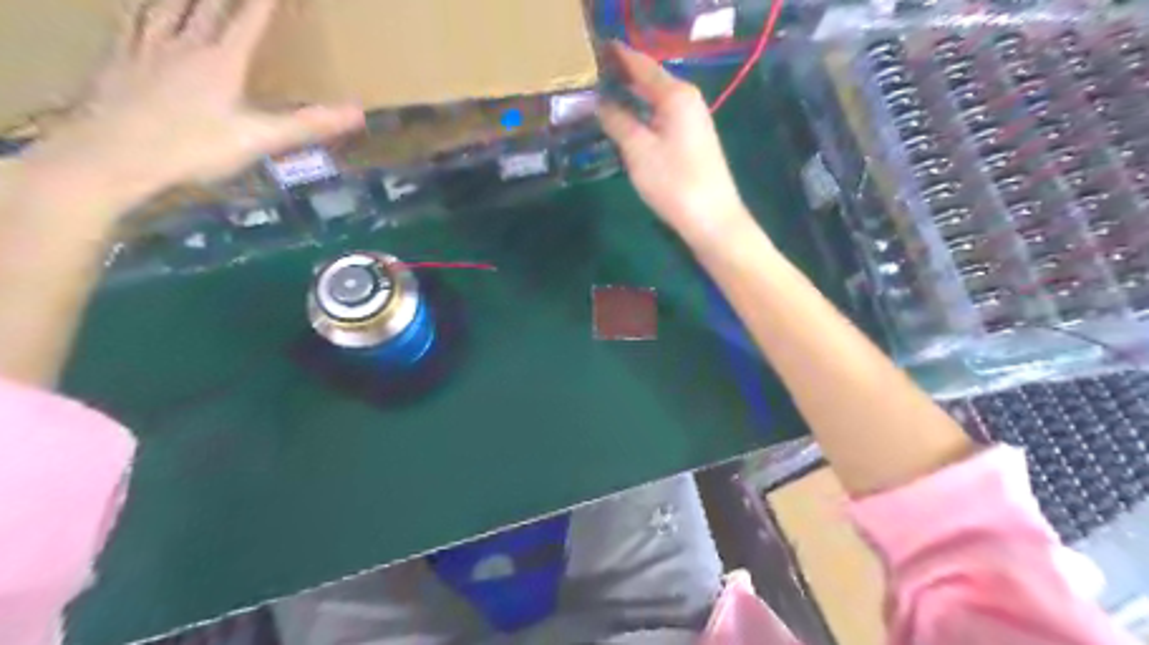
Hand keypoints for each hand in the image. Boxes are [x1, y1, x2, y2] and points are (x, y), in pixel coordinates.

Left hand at [20, 0, 362, 210]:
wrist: (111, 155)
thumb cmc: (193, 148)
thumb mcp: (259, 139)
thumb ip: (308, 124)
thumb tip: (358, 112)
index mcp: (221, 60)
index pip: (249, 19)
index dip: (265, 2)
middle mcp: (183, 43)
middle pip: (206, 4)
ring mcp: (145, 47)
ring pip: (167, 6)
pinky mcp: (117, 58)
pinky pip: (131, 20)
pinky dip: (143, 7)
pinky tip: (142, 8)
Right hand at [597, 44, 751, 243]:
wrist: (712, 219)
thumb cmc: (674, 182)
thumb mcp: (639, 150)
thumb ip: (618, 122)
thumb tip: (600, 102)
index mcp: (676, 95)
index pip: (642, 64)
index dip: (618, 56)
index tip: (594, 50)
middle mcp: (687, 101)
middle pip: (650, 81)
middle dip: (622, 77)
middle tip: (590, 76)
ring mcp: (691, 122)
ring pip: (654, 102)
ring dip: (630, 98)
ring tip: (600, 96)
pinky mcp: (690, 142)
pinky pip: (660, 119)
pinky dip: (641, 117)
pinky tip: (625, 123)